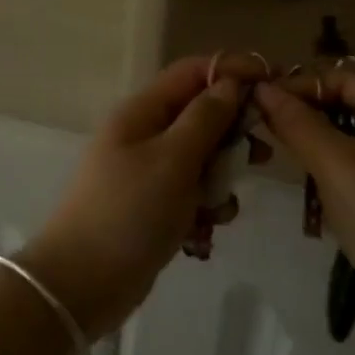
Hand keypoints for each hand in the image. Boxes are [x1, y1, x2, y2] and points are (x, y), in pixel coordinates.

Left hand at [20, 57, 256, 338]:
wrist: (81, 283)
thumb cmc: (129, 211)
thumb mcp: (173, 159)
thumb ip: (205, 118)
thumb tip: (230, 83)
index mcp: (142, 111)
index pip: (192, 72)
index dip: (231, 70)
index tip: (272, 82)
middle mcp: (144, 133)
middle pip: (199, 114)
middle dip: (232, 132)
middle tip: (261, 155)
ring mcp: (147, 171)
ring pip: (200, 157)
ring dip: (220, 176)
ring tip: (222, 205)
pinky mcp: (152, 206)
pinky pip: (191, 192)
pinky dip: (204, 205)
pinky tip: (205, 230)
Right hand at [255, 76, 354, 338]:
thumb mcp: (334, 163)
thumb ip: (296, 121)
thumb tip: (263, 87)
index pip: (344, 80)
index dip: (301, 87)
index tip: (261, 104)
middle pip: (351, 108)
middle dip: (309, 119)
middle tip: (269, 133)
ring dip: (320, 149)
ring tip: (290, 163)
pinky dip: (339, 174)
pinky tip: (319, 196)